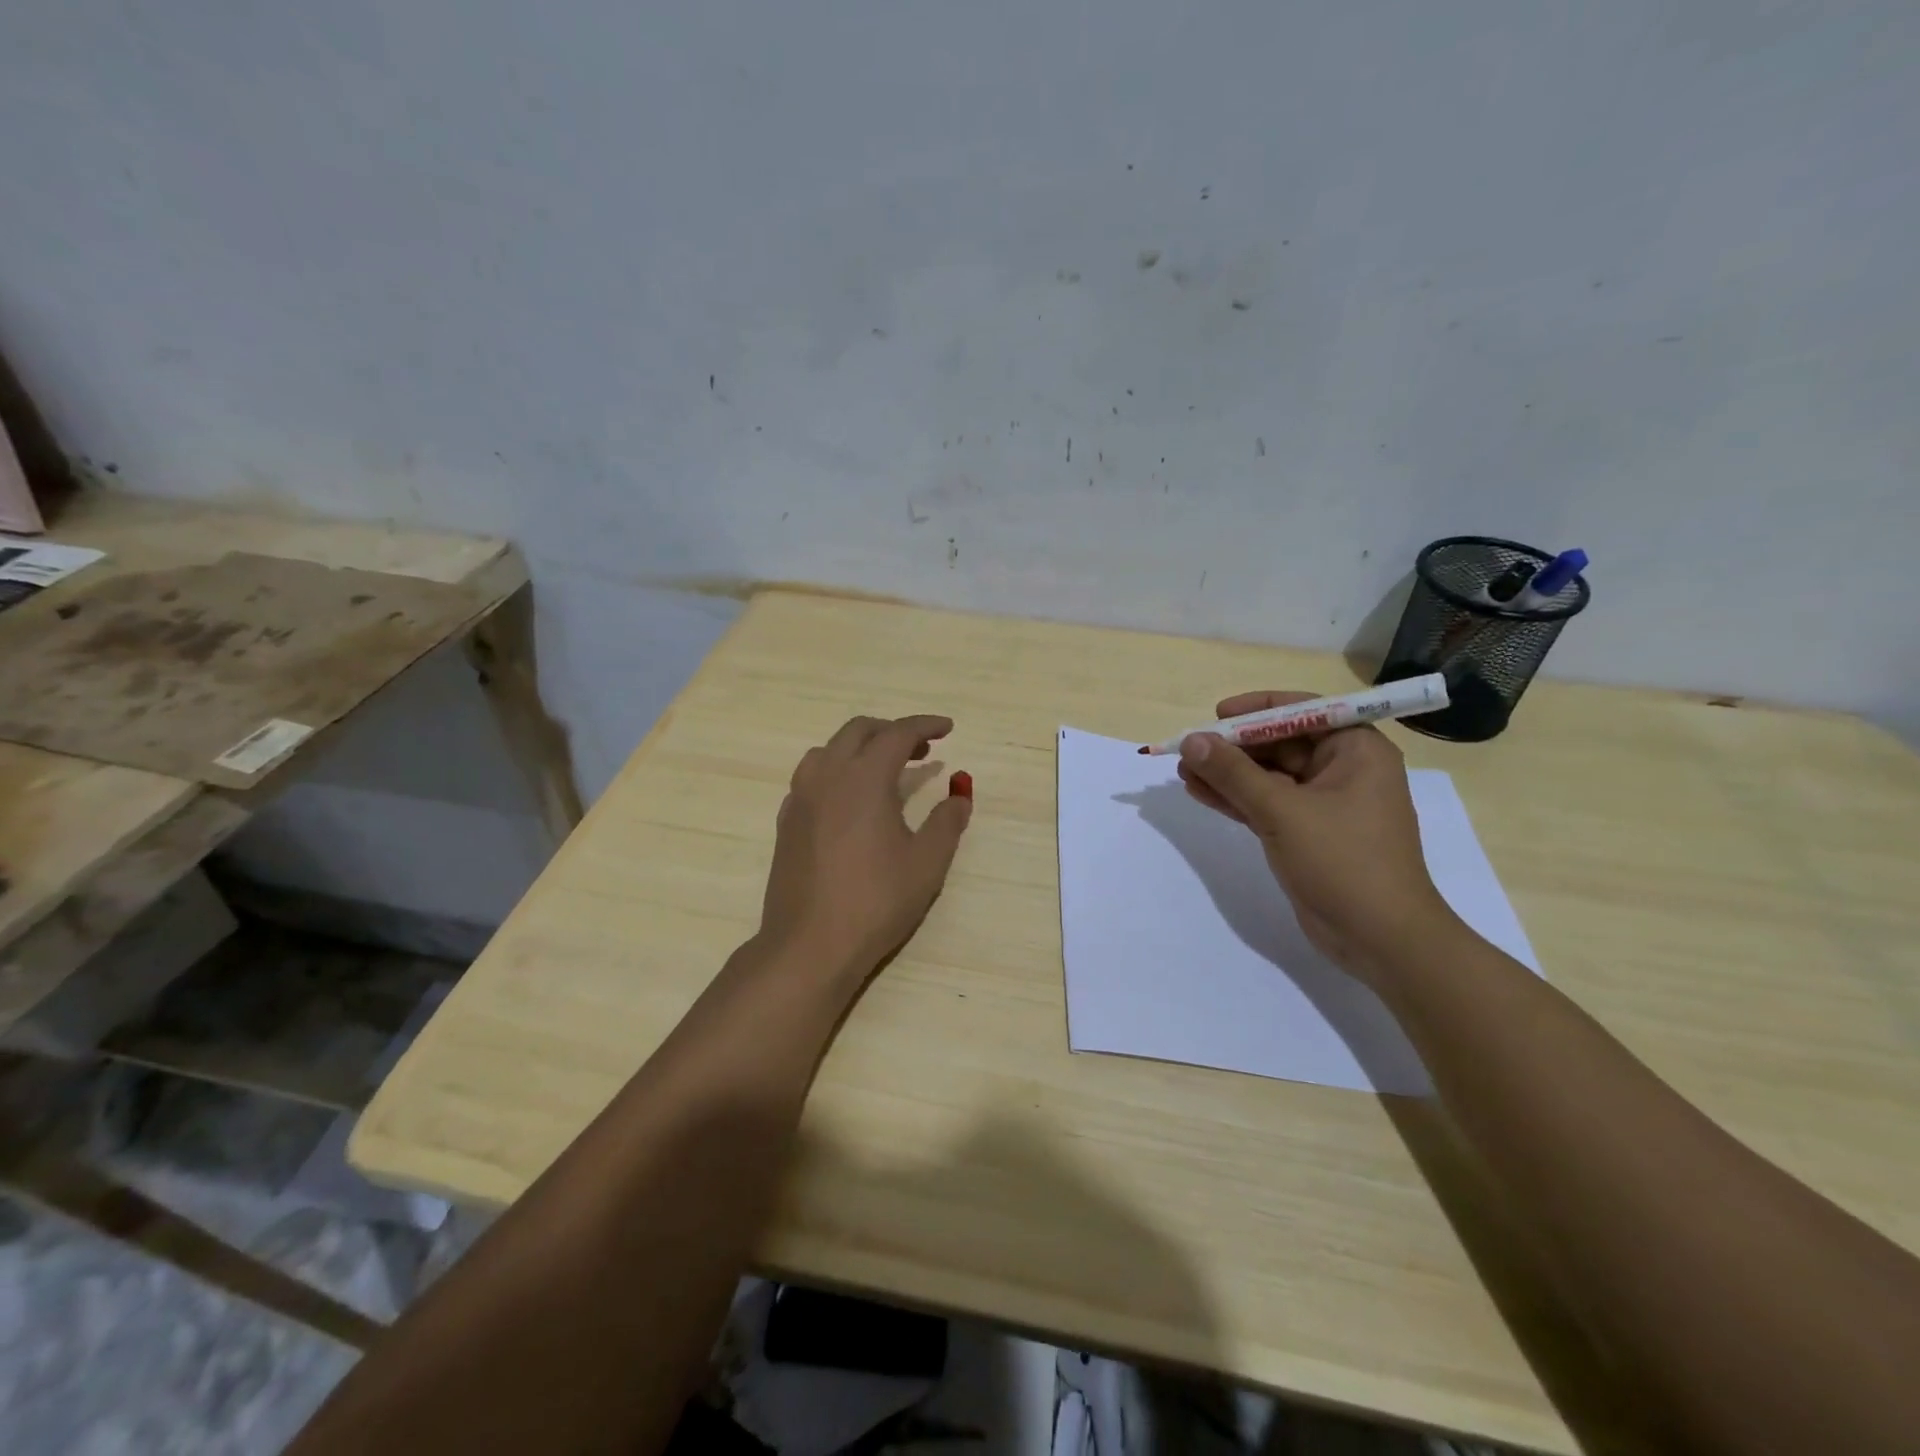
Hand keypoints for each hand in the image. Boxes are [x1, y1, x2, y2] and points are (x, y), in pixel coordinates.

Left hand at [759, 714, 972, 981]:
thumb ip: (947, 822)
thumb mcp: (926, 863)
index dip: (925, 725)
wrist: (809, 945)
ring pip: (828, 750)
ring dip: (860, 748)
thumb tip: (959, 796)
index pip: (897, 734)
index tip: (947, 728)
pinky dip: (836, 772)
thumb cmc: (876, 901)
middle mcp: (827, 776)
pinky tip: (850, 801)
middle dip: (892, 731)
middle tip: (921, 750)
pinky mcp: (787, 822)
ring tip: (884, 771)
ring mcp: (801, 798)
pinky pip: (811, 777)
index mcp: (864, 777)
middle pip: (858, 731)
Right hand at [1175, 691, 1455, 980]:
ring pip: (1268, 776)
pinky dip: (1235, 799)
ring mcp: (1324, 804)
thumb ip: (1234, 774)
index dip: (1257, 709)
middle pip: (1280, 744)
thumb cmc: (1344, 861)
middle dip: (1233, 747)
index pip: (1302, 712)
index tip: (1217, 715)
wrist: (1381, 939)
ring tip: (1182, 771)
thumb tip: (1192, 740)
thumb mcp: (1283, 811)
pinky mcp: (1307, 833)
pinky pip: (1266, 804)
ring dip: (1227, 774)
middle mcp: (1343, 770)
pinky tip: (1199, 792)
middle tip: (1188, 749)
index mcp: (1356, 750)